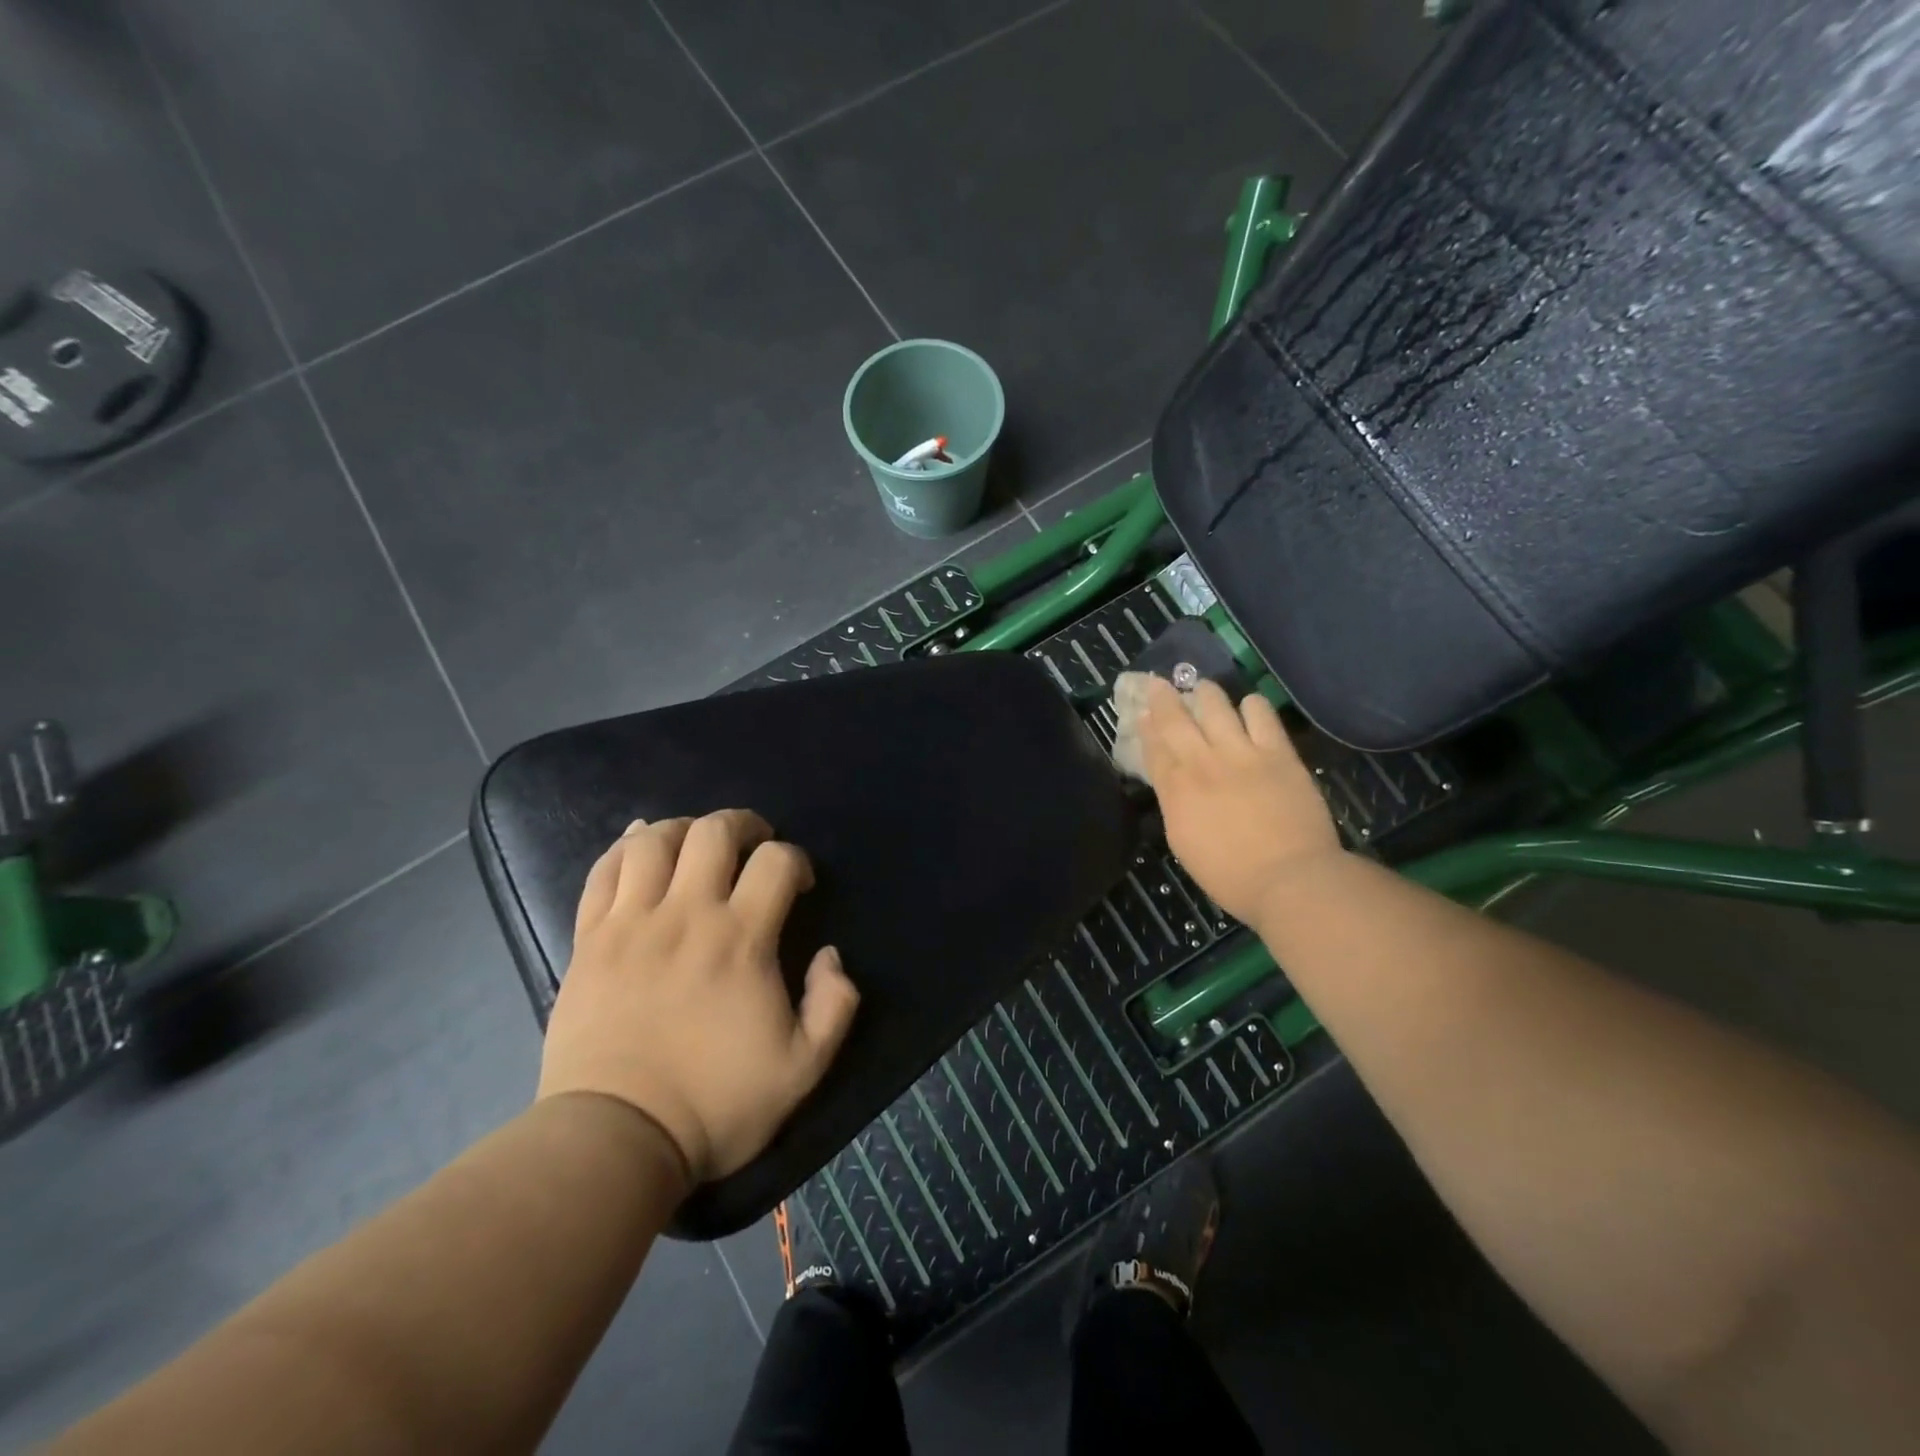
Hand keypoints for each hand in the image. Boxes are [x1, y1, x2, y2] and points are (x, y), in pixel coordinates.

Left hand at [537, 811, 859, 1185]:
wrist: (616, 1139)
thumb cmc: (715, 1103)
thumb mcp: (803, 1068)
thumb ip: (834, 1005)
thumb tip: (831, 956)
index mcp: (741, 939)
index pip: (776, 861)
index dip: (795, 860)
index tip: (797, 885)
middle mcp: (686, 915)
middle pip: (713, 832)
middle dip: (742, 825)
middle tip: (752, 845)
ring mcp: (631, 924)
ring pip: (653, 840)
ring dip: (683, 829)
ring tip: (696, 845)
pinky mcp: (590, 940)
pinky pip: (603, 872)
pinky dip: (624, 848)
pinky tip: (640, 846)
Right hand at [1139, 677, 1343, 925]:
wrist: (1290, 879)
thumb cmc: (1230, 876)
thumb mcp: (1183, 842)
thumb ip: (1175, 805)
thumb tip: (1174, 782)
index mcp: (1176, 789)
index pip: (1153, 747)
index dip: (1146, 725)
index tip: (1142, 711)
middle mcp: (1202, 761)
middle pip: (1175, 718)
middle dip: (1163, 697)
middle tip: (1159, 682)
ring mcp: (1241, 752)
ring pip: (1215, 705)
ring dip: (1205, 693)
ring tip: (1203, 688)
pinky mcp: (1277, 752)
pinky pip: (1261, 713)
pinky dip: (1251, 705)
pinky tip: (1249, 708)